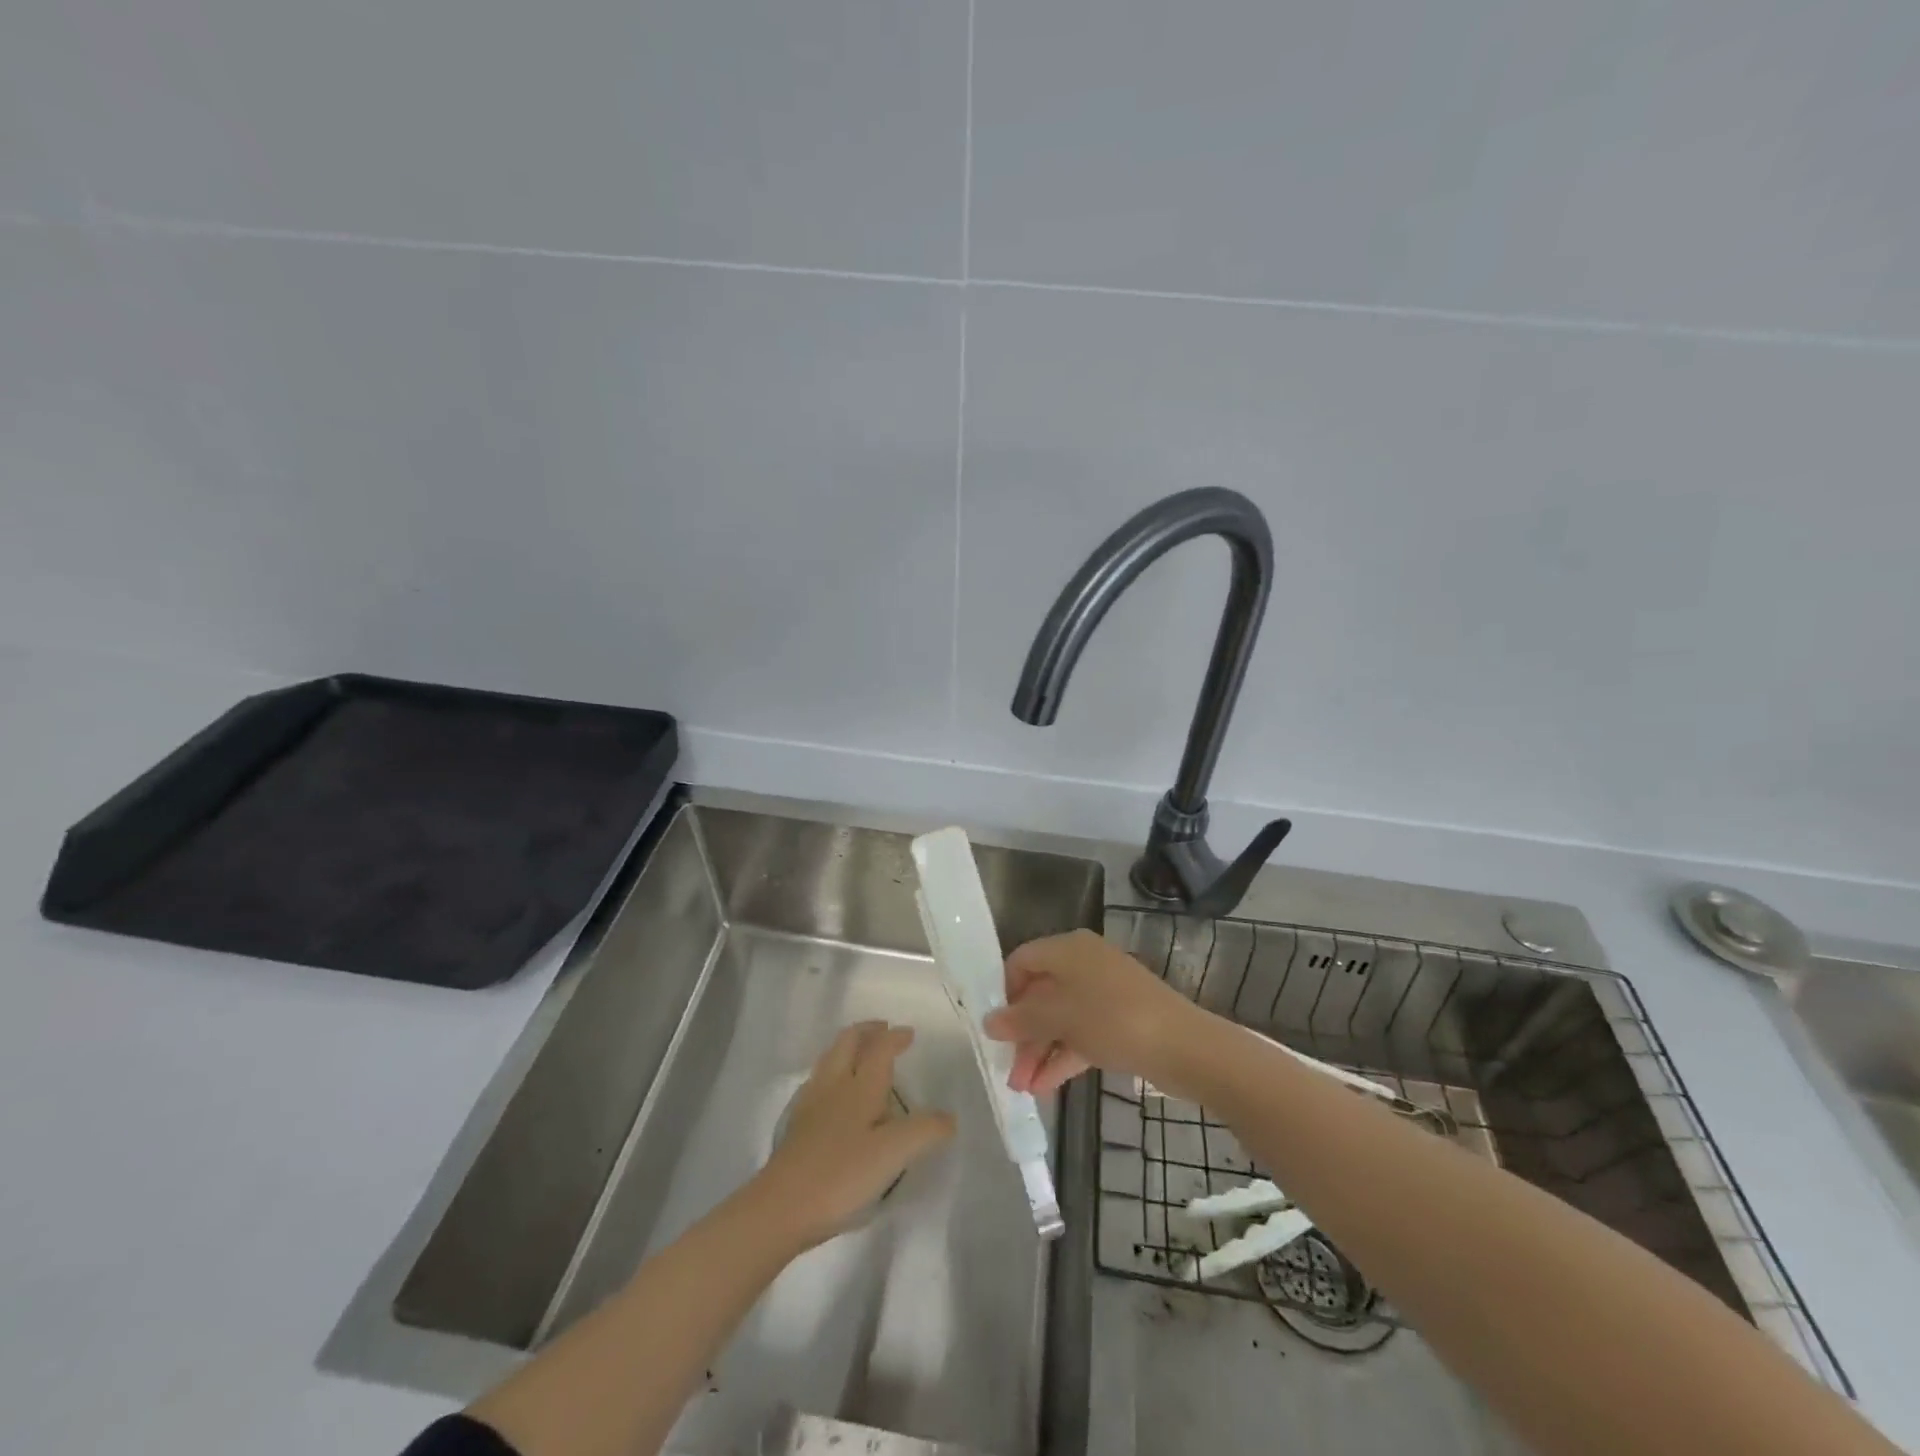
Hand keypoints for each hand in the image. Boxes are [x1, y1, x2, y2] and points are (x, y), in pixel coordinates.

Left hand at [749, 1022, 954, 1249]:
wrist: (781, 1207)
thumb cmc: (841, 1174)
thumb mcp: (893, 1154)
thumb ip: (924, 1131)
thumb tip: (949, 1118)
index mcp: (860, 1086)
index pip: (879, 1048)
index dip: (895, 1037)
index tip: (909, 1034)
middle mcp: (834, 1085)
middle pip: (847, 1042)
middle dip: (867, 1031)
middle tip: (883, 1030)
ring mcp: (811, 1103)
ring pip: (829, 1059)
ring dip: (847, 1047)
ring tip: (861, 1053)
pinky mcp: (797, 1125)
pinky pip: (818, 1081)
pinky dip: (832, 1072)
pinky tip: (835, 1092)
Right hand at [983, 929, 1210, 1096]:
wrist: (1183, 1047)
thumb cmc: (1113, 1019)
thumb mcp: (1060, 1017)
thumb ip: (1021, 1020)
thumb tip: (989, 1022)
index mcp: (1068, 949)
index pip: (1022, 960)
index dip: (1004, 991)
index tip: (993, 1025)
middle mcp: (1084, 964)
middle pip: (1040, 993)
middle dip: (1021, 1032)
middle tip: (1006, 1068)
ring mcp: (1103, 994)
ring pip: (1059, 1018)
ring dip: (1038, 1050)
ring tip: (1020, 1087)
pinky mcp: (1118, 1022)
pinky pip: (1080, 1034)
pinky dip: (1062, 1057)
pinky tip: (1043, 1087)